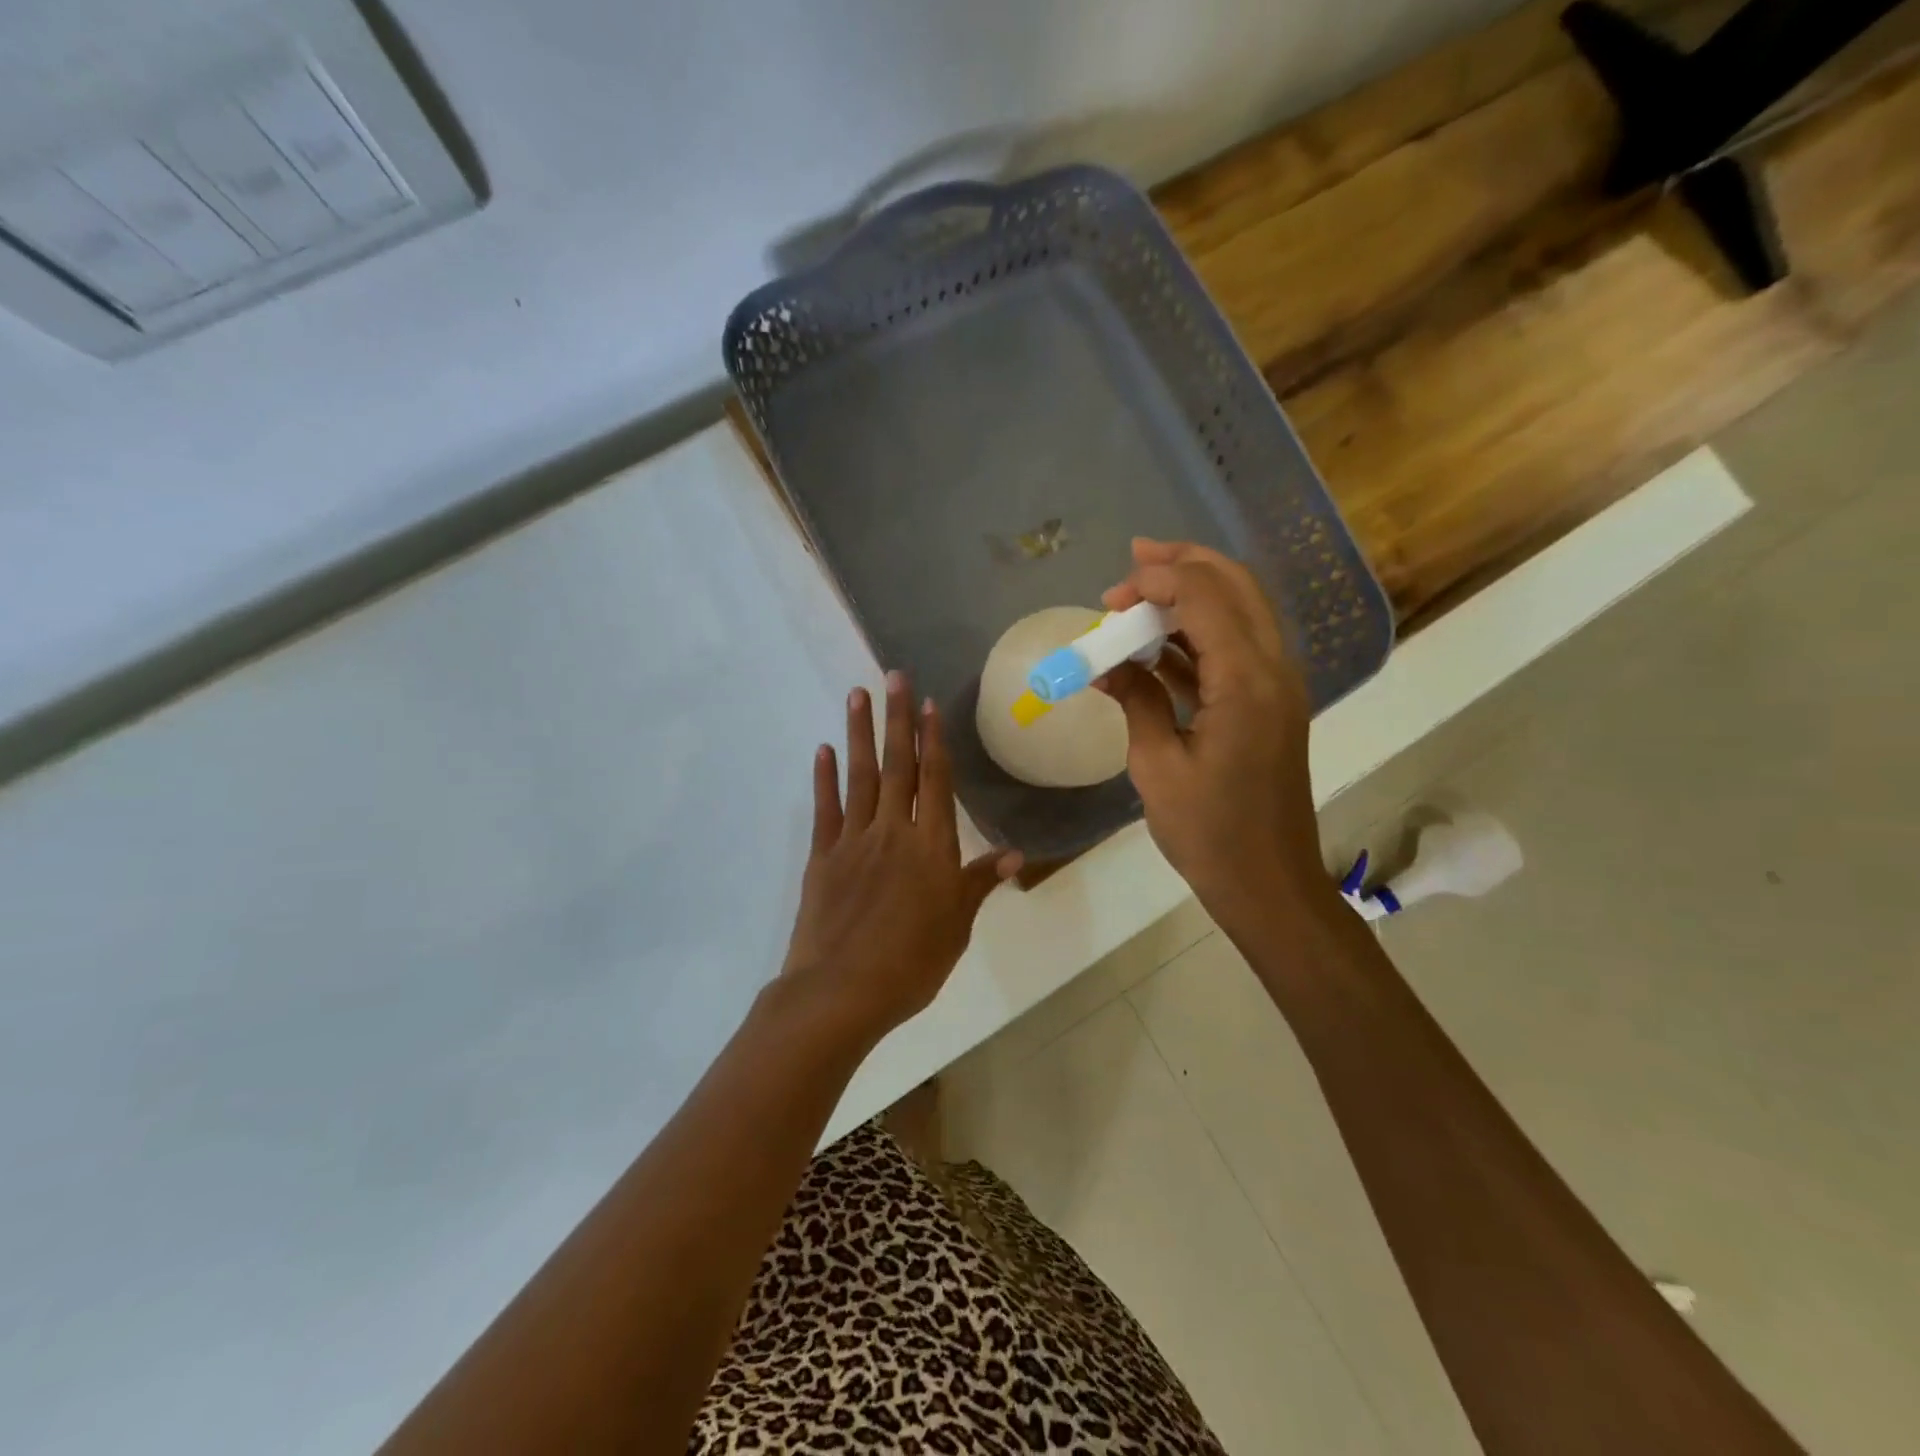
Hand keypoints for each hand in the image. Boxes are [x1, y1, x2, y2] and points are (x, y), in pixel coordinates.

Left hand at [778, 671, 1021, 1045]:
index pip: (935, 781)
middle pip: (898, 766)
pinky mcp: (822, 857)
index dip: (933, 740)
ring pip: (860, 777)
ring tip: (857, 695)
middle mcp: (893, 832)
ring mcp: (853, 841)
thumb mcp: (957, 926)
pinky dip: (824, 778)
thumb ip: (980, 883)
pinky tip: (824, 750)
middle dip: (897, 719)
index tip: (928, 703)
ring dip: (860, 734)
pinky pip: (826, 809)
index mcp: (931, 847)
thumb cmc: (911, 963)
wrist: (842, 992)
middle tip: (892, 676)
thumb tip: (1016, 853)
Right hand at [1098, 539, 1332, 927]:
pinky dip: (1197, 636)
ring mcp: (1278, 686)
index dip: (1156, 581)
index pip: (1205, 597)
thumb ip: (1135, 700)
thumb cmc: (1209, 833)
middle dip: (1184, 565)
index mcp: (1247, 682)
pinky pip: (1235, 649)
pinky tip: (1153, 648)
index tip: (1109, 598)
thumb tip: (1107, 665)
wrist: (1268, 883)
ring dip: (1191, 597)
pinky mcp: (1269, 704)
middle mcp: (1274, 669)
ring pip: (1240, 611)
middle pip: (1236, 586)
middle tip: (1134, 559)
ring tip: (1136, 600)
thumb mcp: (1156, 765)